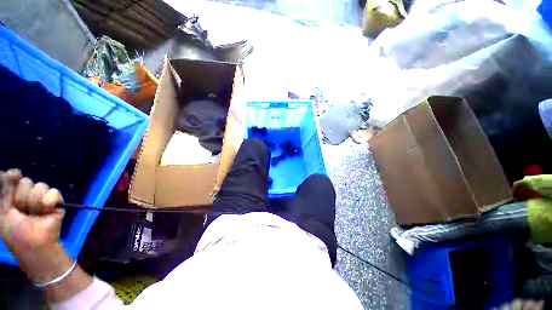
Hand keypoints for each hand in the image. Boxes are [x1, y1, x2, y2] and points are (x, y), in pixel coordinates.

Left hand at [0, 169, 64, 254]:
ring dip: (34, 202)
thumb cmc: (14, 231)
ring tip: (35, 214)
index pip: (12, 176)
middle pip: (25, 181)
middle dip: (21, 197)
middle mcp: (26, 194)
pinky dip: (49, 200)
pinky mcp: (55, 202)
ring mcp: (41, 198)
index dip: (10, 178)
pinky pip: (53, 191)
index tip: (9, 183)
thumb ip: (3, 191)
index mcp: (13, 195)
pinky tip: (47, 209)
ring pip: (39, 186)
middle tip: (21, 211)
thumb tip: (11, 171)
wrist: (34, 244)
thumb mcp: (2, 212)